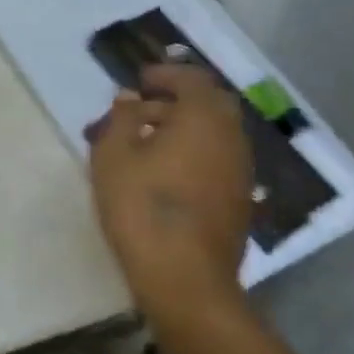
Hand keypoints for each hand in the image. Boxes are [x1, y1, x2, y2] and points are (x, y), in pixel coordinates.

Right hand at [87, 63, 252, 316]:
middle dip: (175, 100)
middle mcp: (231, 137)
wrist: (185, 279)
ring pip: (214, 134)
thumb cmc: (143, 208)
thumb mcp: (113, 156)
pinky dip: (193, 153)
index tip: (139, 80)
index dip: (165, 74)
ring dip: (183, 129)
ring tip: (144, 143)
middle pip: (209, 104)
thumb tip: (130, 99)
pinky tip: (164, 173)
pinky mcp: (239, 200)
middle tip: (141, 110)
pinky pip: (216, 160)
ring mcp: (240, 171)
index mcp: (204, 118)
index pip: (192, 79)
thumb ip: (121, 118)